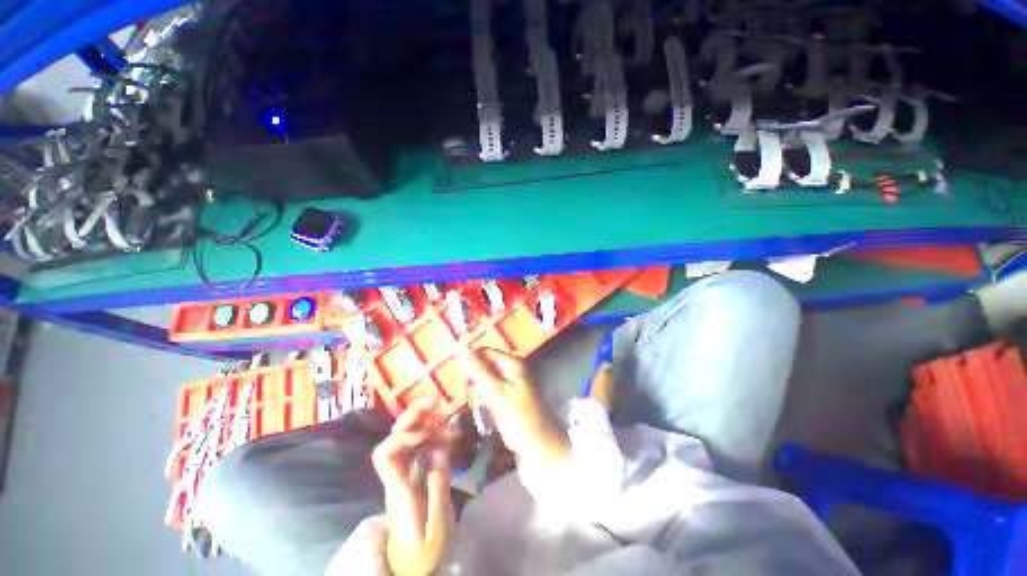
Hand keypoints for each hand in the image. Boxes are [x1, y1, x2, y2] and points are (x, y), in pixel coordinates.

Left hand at [371, 399, 453, 575]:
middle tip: (434, 401)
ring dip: (423, 422)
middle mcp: (397, 476)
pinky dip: (432, 437)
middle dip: (411, 417)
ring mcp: (404, 476)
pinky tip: (447, 433)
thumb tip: (440, 451)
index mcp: (398, 489)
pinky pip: (419, 450)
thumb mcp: (436, 527)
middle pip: (393, 440)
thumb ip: (438, 489)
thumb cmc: (422, 552)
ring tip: (443, 411)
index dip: (401, 436)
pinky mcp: (414, 477)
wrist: (410, 567)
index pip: (384, 455)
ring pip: (405, 442)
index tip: (427, 431)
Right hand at [460, 348, 570, 474]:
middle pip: (483, 366)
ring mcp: (510, 385)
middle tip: (471, 398)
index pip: (484, 352)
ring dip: (476, 392)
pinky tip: (483, 412)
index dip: (470, 363)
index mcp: (513, 364)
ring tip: (478, 407)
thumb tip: (461, 347)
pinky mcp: (507, 400)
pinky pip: (489, 393)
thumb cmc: (521, 420)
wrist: (542, 451)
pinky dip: (483, 401)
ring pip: (484, 381)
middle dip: (473, 380)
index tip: (461, 382)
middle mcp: (511, 370)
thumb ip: (479, 371)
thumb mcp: (498, 394)